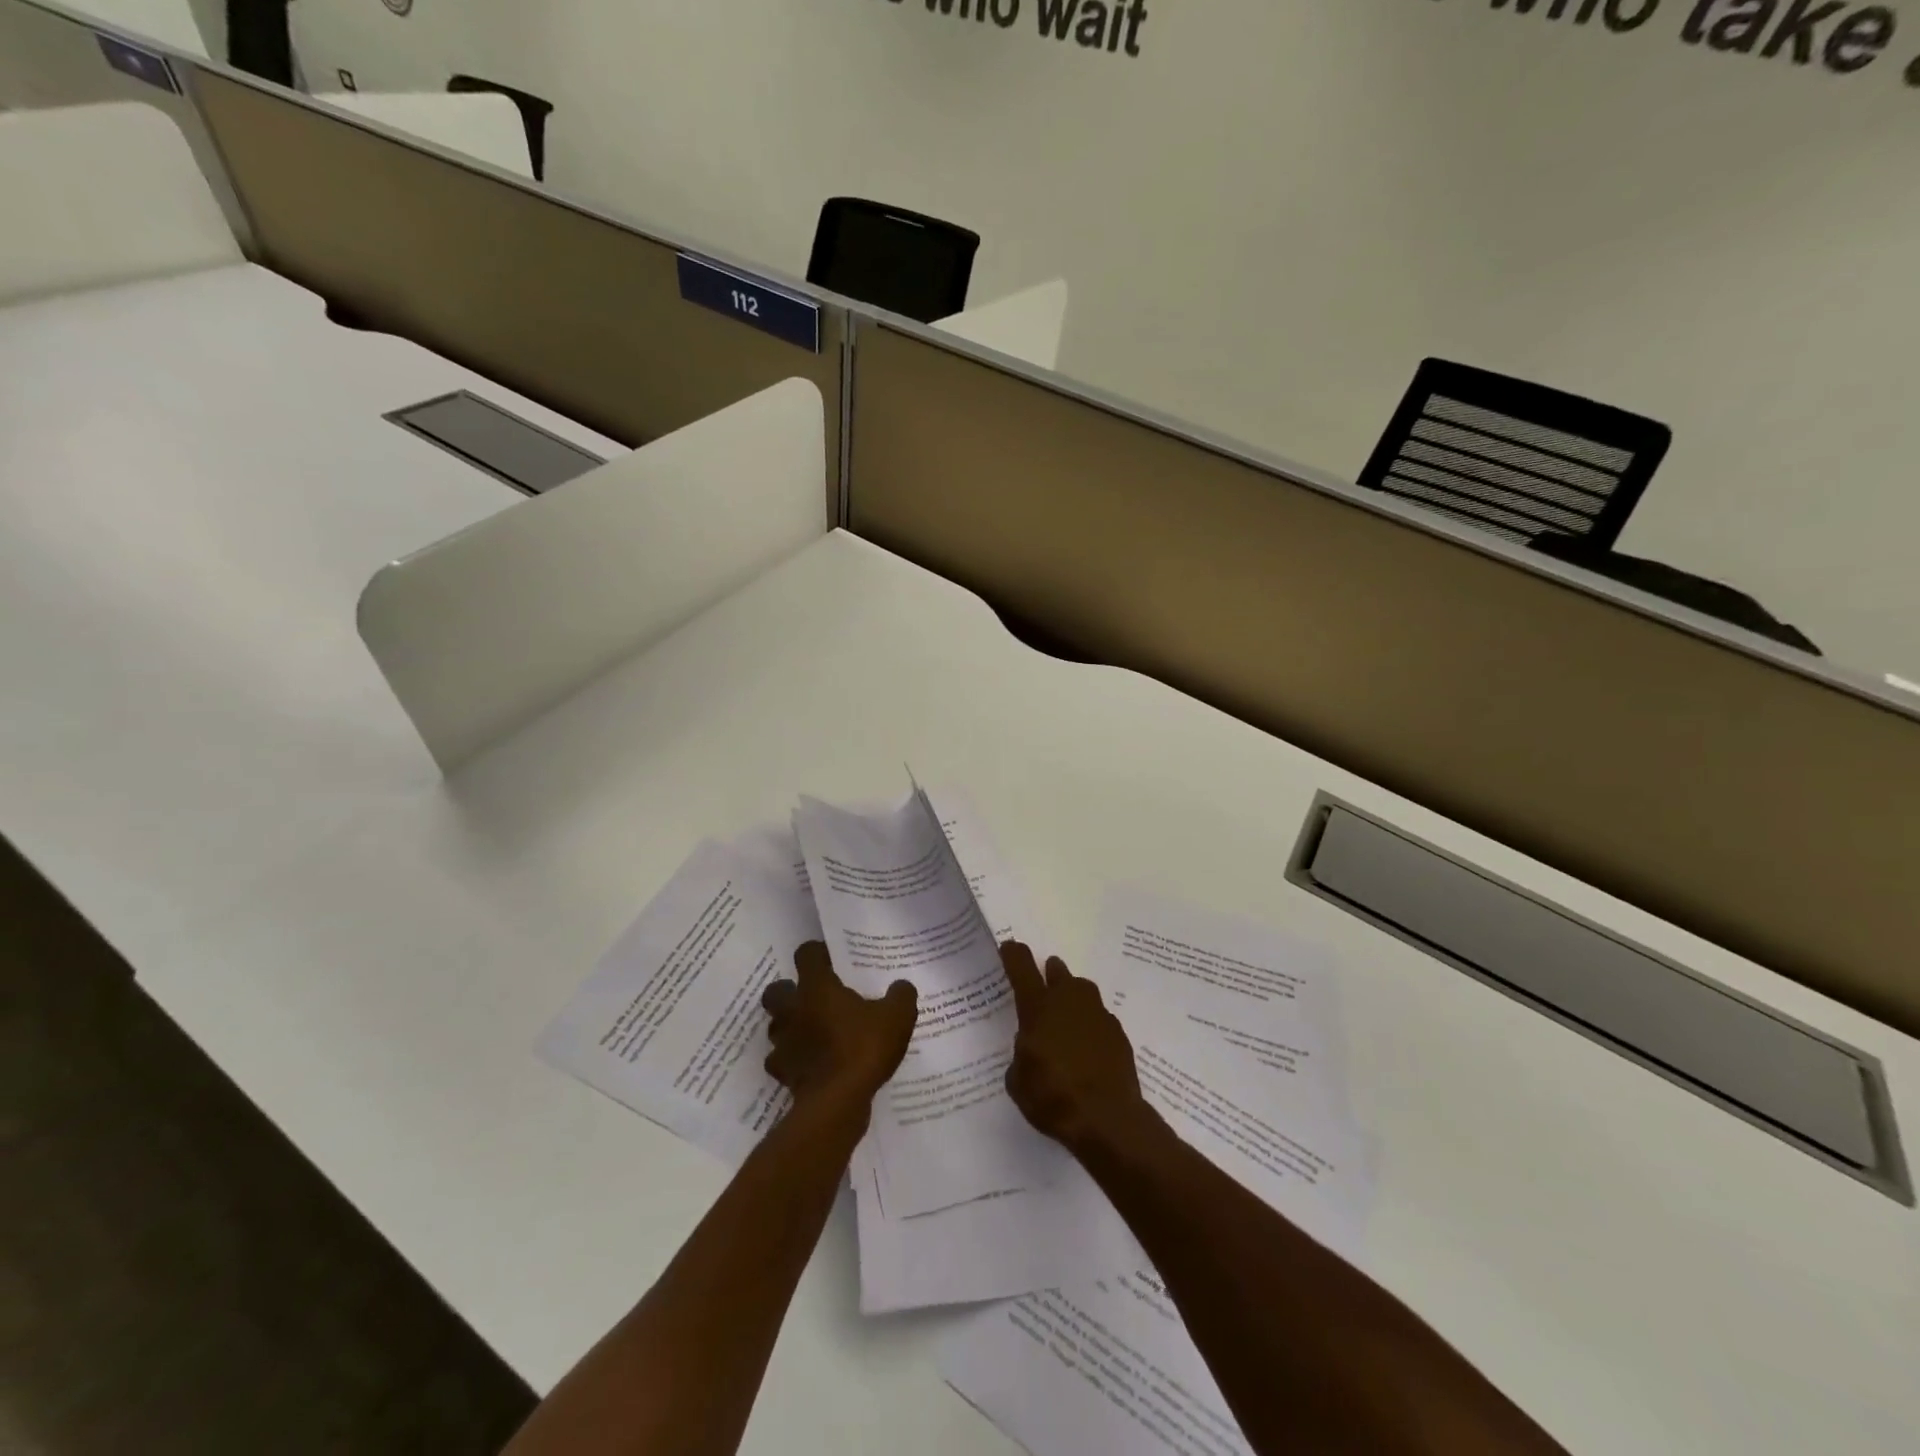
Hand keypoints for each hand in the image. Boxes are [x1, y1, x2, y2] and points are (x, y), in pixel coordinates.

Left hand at [760, 942, 917, 1111]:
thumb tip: (901, 986)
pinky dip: (793, 1060)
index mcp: (816, 987)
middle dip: (789, 991)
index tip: (832, 959)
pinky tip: (812, 1064)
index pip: (806, 954)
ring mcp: (783, 1042)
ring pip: (776, 1026)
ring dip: (790, 1026)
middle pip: (776, 990)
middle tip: (813, 997)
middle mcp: (793, 1009)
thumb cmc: (863, 1048)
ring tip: (814, 1032)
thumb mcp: (897, 1017)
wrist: (837, 1102)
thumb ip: (900, 996)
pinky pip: (782, 1060)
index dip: (817, 953)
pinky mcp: (783, 1073)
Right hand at [1001, 941, 1157, 1158]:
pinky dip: (1091, 1025)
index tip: (1010, 947)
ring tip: (1067, 1016)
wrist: (1108, 1119)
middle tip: (1045, 979)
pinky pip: (1100, 1018)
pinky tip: (1088, 1045)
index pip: (1023, 969)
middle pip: (1058, 973)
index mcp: (1038, 1008)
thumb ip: (1021, 1056)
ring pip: (1083, 992)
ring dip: (1073, 997)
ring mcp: (1098, 1015)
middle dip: (1050, 973)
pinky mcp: (1118, 1034)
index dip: (1014, 955)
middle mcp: (1069, 1002)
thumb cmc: (1053, 1096)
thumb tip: (1029, 1050)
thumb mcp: (1018, 1081)